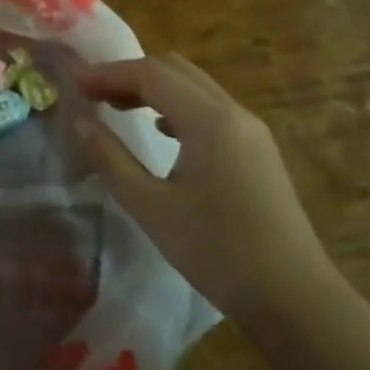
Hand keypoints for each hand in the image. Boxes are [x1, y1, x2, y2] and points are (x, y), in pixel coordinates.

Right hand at [76, 53, 333, 323]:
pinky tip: (160, 132)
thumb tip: (80, 121)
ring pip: (194, 86)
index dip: (107, 73)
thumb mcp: (151, 207)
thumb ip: (110, 158)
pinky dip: (177, 106)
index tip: (73, 84)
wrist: (295, 299)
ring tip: (117, 109)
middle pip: (174, 70)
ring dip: (153, 88)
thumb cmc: (217, 252)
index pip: (150, 74)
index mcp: (208, 119)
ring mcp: (251, 130)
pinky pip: (210, 107)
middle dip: (129, 75)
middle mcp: (233, 112)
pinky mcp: (258, 149)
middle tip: (93, 95)